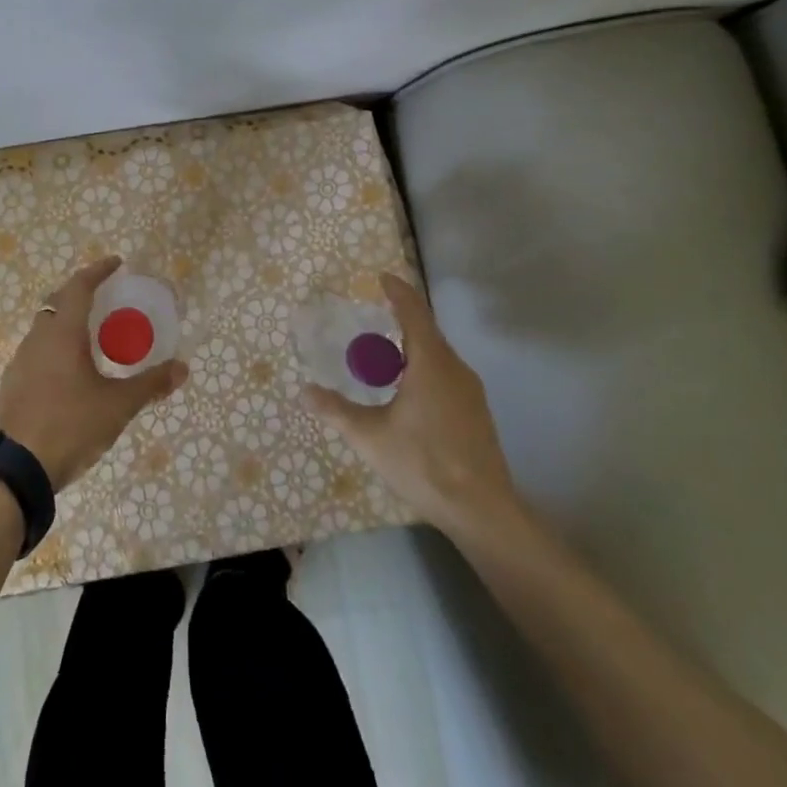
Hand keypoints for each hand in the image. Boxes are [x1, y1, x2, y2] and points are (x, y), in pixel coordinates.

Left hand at [0, 256, 186, 490]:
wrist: (18, 468)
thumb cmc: (71, 425)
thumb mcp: (118, 405)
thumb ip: (150, 384)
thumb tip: (182, 368)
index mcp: (63, 333)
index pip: (79, 287)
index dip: (98, 271)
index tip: (116, 264)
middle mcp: (38, 339)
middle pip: (58, 303)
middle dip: (80, 294)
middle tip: (105, 299)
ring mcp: (20, 361)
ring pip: (45, 328)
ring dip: (66, 322)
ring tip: (91, 336)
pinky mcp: (12, 384)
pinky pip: (37, 352)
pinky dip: (55, 348)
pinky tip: (69, 372)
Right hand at [303, 273, 525, 540]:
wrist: (482, 510)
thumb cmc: (423, 463)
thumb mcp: (370, 437)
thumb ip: (336, 411)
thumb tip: (304, 391)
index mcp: (430, 363)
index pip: (414, 312)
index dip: (398, 291)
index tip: (382, 277)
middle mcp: (454, 368)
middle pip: (427, 331)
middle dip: (401, 319)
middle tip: (373, 319)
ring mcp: (470, 391)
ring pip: (438, 355)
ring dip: (412, 347)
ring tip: (384, 357)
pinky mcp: (476, 412)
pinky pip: (446, 374)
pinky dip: (424, 368)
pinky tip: (407, 392)